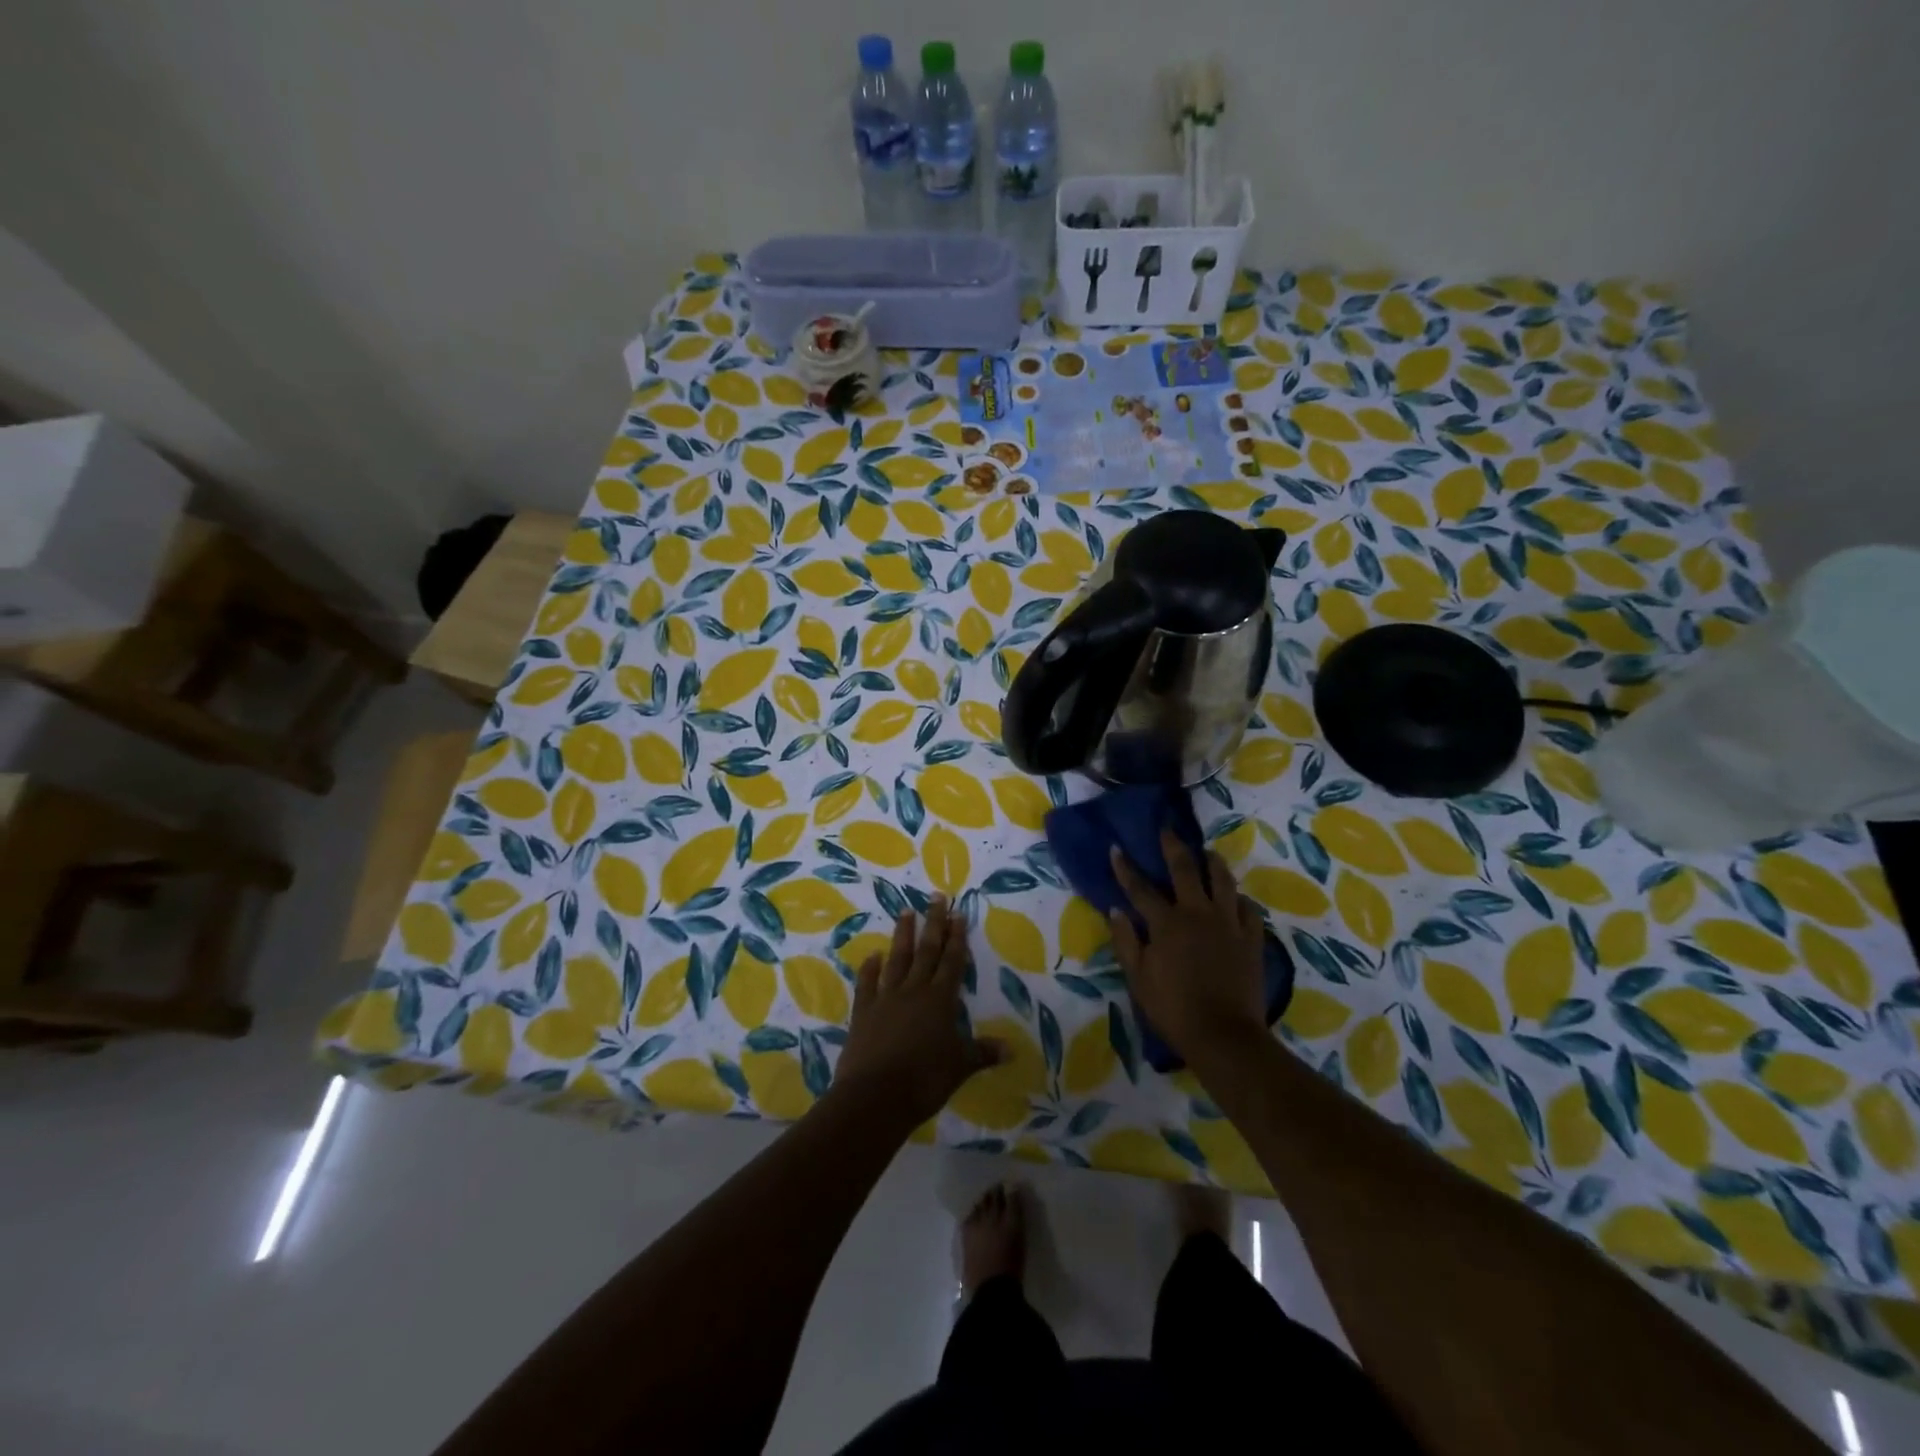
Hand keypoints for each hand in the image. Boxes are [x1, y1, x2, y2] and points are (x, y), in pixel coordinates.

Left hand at [834, 895, 1004, 1125]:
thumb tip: (1012, 1049)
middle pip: (926, 951)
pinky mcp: (863, 1011)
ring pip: (897, 959)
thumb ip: (983, 1053)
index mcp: (940, 1001)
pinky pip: (867, 983)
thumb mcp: (960, 1067)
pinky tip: (872, 955)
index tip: (958, 913)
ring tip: (905, 911)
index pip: (952, 962)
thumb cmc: (924, 1080)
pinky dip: (869, 968)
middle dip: (934, 923)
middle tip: (935, 896)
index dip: (957, 937)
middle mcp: (914, 991)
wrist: (875, 1096)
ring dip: (903, 935)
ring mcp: (886, 998)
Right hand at [1108, 832, 1268, 1067]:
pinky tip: (1237, 899)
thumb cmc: (1173, 1009)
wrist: (1223, 1035)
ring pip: (1223, 881)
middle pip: (1185, 869)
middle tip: (1168, 829)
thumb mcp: (1138, 978)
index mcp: (1166, 923)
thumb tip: (1115, 910)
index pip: (1140, 888)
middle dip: (1173, 846)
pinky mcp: (1251, 938)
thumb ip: (1126, 941)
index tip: (1117, 848)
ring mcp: (1228, 923)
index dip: (1126, 868)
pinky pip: (1249, 910)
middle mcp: (1198, 913)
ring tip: (1209, 853)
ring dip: (1213, 863)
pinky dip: (1240, 901)